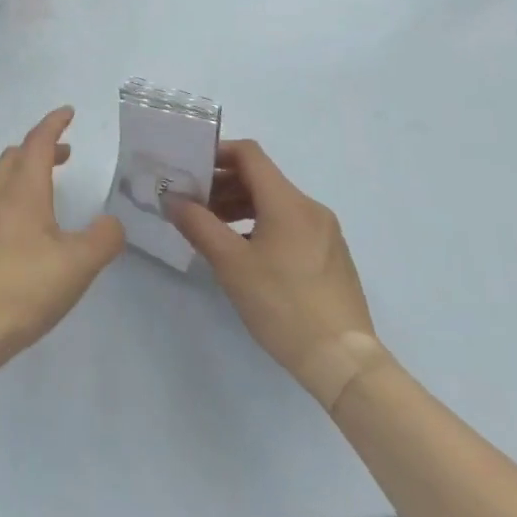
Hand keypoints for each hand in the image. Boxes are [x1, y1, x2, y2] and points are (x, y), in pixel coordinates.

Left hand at [0, 107, 124, 368]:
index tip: (68, 113)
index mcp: (23, 189)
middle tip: (63, 155)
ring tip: (35, 185)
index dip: (53, 124)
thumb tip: (112, 223)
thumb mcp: (80, 265)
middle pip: (14, 156)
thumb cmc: (26, 288)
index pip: (38, 142)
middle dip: (39, 148)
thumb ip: (104, 238)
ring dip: (16, 172)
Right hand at [168, 139, 381, 408]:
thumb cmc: (283, 305)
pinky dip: (261, 225)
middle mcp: (310, 208)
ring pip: (275, 203)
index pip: (249, 154)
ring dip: (240, 206)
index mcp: (288, 201)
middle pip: (261, 178)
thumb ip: (198, 224)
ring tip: (214, 231)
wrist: (344, 362)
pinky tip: (245, 254)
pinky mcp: (331, 257)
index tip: (190, 170)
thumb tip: (173, 199)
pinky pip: (290, 225)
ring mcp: (325, 233)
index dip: (217, 153)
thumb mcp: (231, 264)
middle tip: (194, 205)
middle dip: (223, 185)